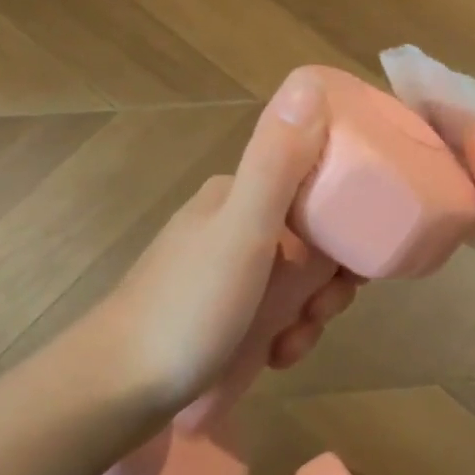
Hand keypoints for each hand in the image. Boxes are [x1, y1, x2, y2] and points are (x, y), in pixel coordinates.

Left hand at [99, 70, 359, 408]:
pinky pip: (274, 313)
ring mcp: (225, 273)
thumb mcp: (243, 231)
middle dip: (329, 280)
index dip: (347, 224)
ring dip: (309, 313)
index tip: (358, 266)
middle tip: (323, 310)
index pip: (316, 191)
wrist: (116, 391)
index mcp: (238, 196)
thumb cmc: (189, 307)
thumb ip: (277, 163)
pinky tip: (275, 357)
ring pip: (297, 283)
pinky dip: (285, 334)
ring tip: (293, 343)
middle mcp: (233, 226)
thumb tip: (309, 83)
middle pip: (312, 241)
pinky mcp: (221, 314)